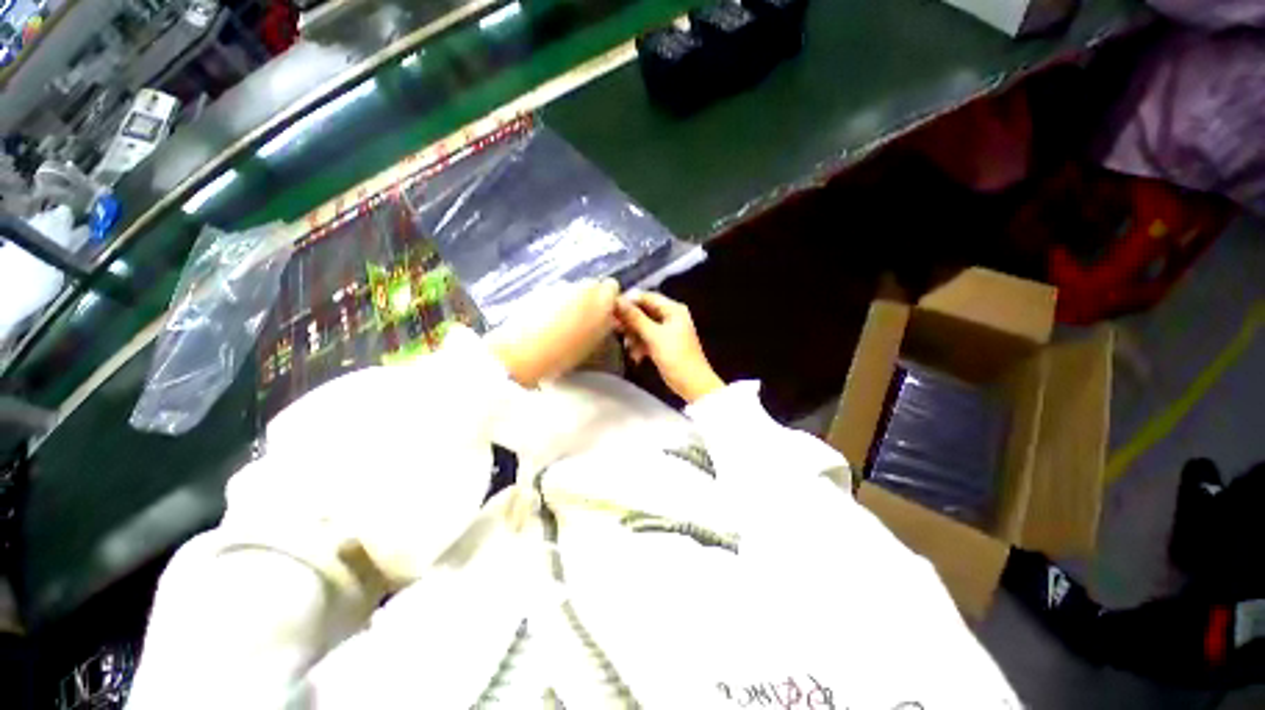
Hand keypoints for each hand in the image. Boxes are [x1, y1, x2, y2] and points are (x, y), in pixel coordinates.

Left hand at [487, 279, 619, 386]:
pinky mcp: (537, 290)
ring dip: (571, 301)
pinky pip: (553, 295)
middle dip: (590, 299)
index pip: (612, 287)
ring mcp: (557, 286)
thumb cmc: (565, 353)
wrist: (523, 352)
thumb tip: (608, 318)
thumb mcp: (595, 343)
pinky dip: (553, 304)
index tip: (605, 315)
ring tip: (562, 324)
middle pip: (591, 286)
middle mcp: (580, 285)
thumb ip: (605, 324)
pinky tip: (545, 323)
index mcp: (600, 297)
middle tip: (584, 321)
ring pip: (571, 290)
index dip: (609, 300)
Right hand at [615, 292, 723, 403]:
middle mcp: (671, 316)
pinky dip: (640, 345)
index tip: (610, 308)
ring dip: (633, 335)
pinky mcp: (663, 344)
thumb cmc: (675, 357)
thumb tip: (617, 300)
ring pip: (643, 326)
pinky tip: (636, 356)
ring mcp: (667, 331)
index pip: (647, 297)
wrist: (692, 384)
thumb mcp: (653, 336)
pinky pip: (647, 338)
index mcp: (673, 309)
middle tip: (614, 327)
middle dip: (630, 321)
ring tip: (628, 346)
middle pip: (644, 312)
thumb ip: (635, 318)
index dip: (629, 301)